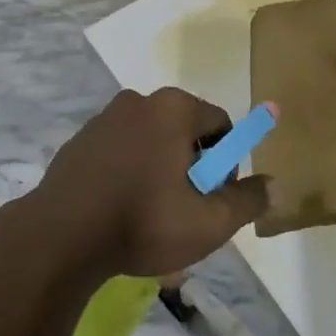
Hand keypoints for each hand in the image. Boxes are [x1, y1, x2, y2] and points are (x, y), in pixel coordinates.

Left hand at [27, 88, 271, 280]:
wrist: (60, 235)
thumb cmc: (143, 221)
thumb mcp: (208, 222)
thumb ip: (246, 201)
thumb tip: (275, 185)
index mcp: (174, 108)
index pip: (220, 124)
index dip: (226, 164)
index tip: (212, 199)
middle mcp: (140, 100)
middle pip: (184, 130)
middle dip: (191, 166)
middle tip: (184, 210)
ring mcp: (105, 117)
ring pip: (151, 139)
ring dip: (159, 168)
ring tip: (150, 214)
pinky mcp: (80, 138)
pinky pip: (120, 149)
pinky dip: (128, 170)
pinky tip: (119, 208)